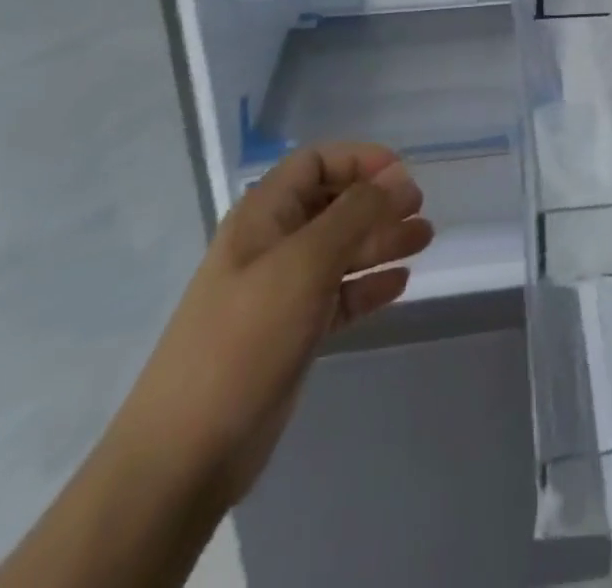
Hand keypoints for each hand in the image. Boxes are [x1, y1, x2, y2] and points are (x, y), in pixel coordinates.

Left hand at [107, 142, 432, 504]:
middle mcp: (272, 244)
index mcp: (263, 215)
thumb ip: (355, 213)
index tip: (402, 173)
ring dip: (382, 240)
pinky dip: (369, 284)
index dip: (359, 159)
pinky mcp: (292, 332)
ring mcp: (281, 290)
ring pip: (340, 250)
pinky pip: (339, 294)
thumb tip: (398, 176)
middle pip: (332, 204)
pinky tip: (400, 282)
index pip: (315, 162)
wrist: (186, 453)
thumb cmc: (245, 337)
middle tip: (420, 209)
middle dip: (377, 201)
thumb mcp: (304, 263)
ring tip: (424, 238)